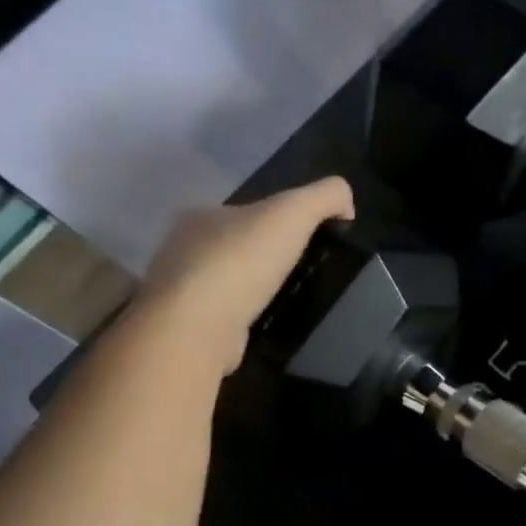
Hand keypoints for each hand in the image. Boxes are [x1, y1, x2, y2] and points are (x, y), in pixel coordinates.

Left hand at [140, 177, 354, 373]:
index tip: (306, 241)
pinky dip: (241, 320)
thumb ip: (325, 196)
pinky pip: (221, 317)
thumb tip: (346, 205)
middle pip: (234, 247)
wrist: (196, 327)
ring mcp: (180, 292)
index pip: (245, 212)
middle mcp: (182, 249)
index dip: (278, 222)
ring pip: (226, 284)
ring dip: (251, 290)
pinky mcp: (186, 329)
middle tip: (301, 272)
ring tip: (286, 301)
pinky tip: (262, 325)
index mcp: (202, 216)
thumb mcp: (294, 211)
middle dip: (263, 257)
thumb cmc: (242, 261)